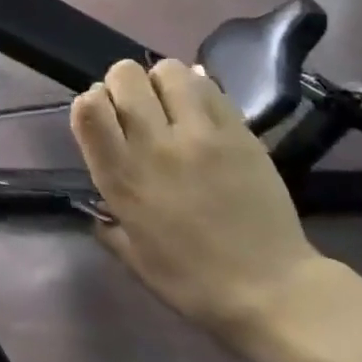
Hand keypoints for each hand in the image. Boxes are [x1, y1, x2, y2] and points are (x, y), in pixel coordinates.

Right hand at [70, 59, 327, 350]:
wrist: (272, 290)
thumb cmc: (195, 283)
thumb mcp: (136, 260)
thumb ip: (110, 226)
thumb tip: (97, 210)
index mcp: (122, 178)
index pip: (88, 107)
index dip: (92, 101)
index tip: (105, 117)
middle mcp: (154, 146)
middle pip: (125, 76)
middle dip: (124, 83)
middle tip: (138, 107)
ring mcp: (199, 134)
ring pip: (168, 71)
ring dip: (163, 81)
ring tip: (172, 104)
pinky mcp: (237, 130)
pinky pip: (209, 87)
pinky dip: (199, 89)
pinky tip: (201, 110)